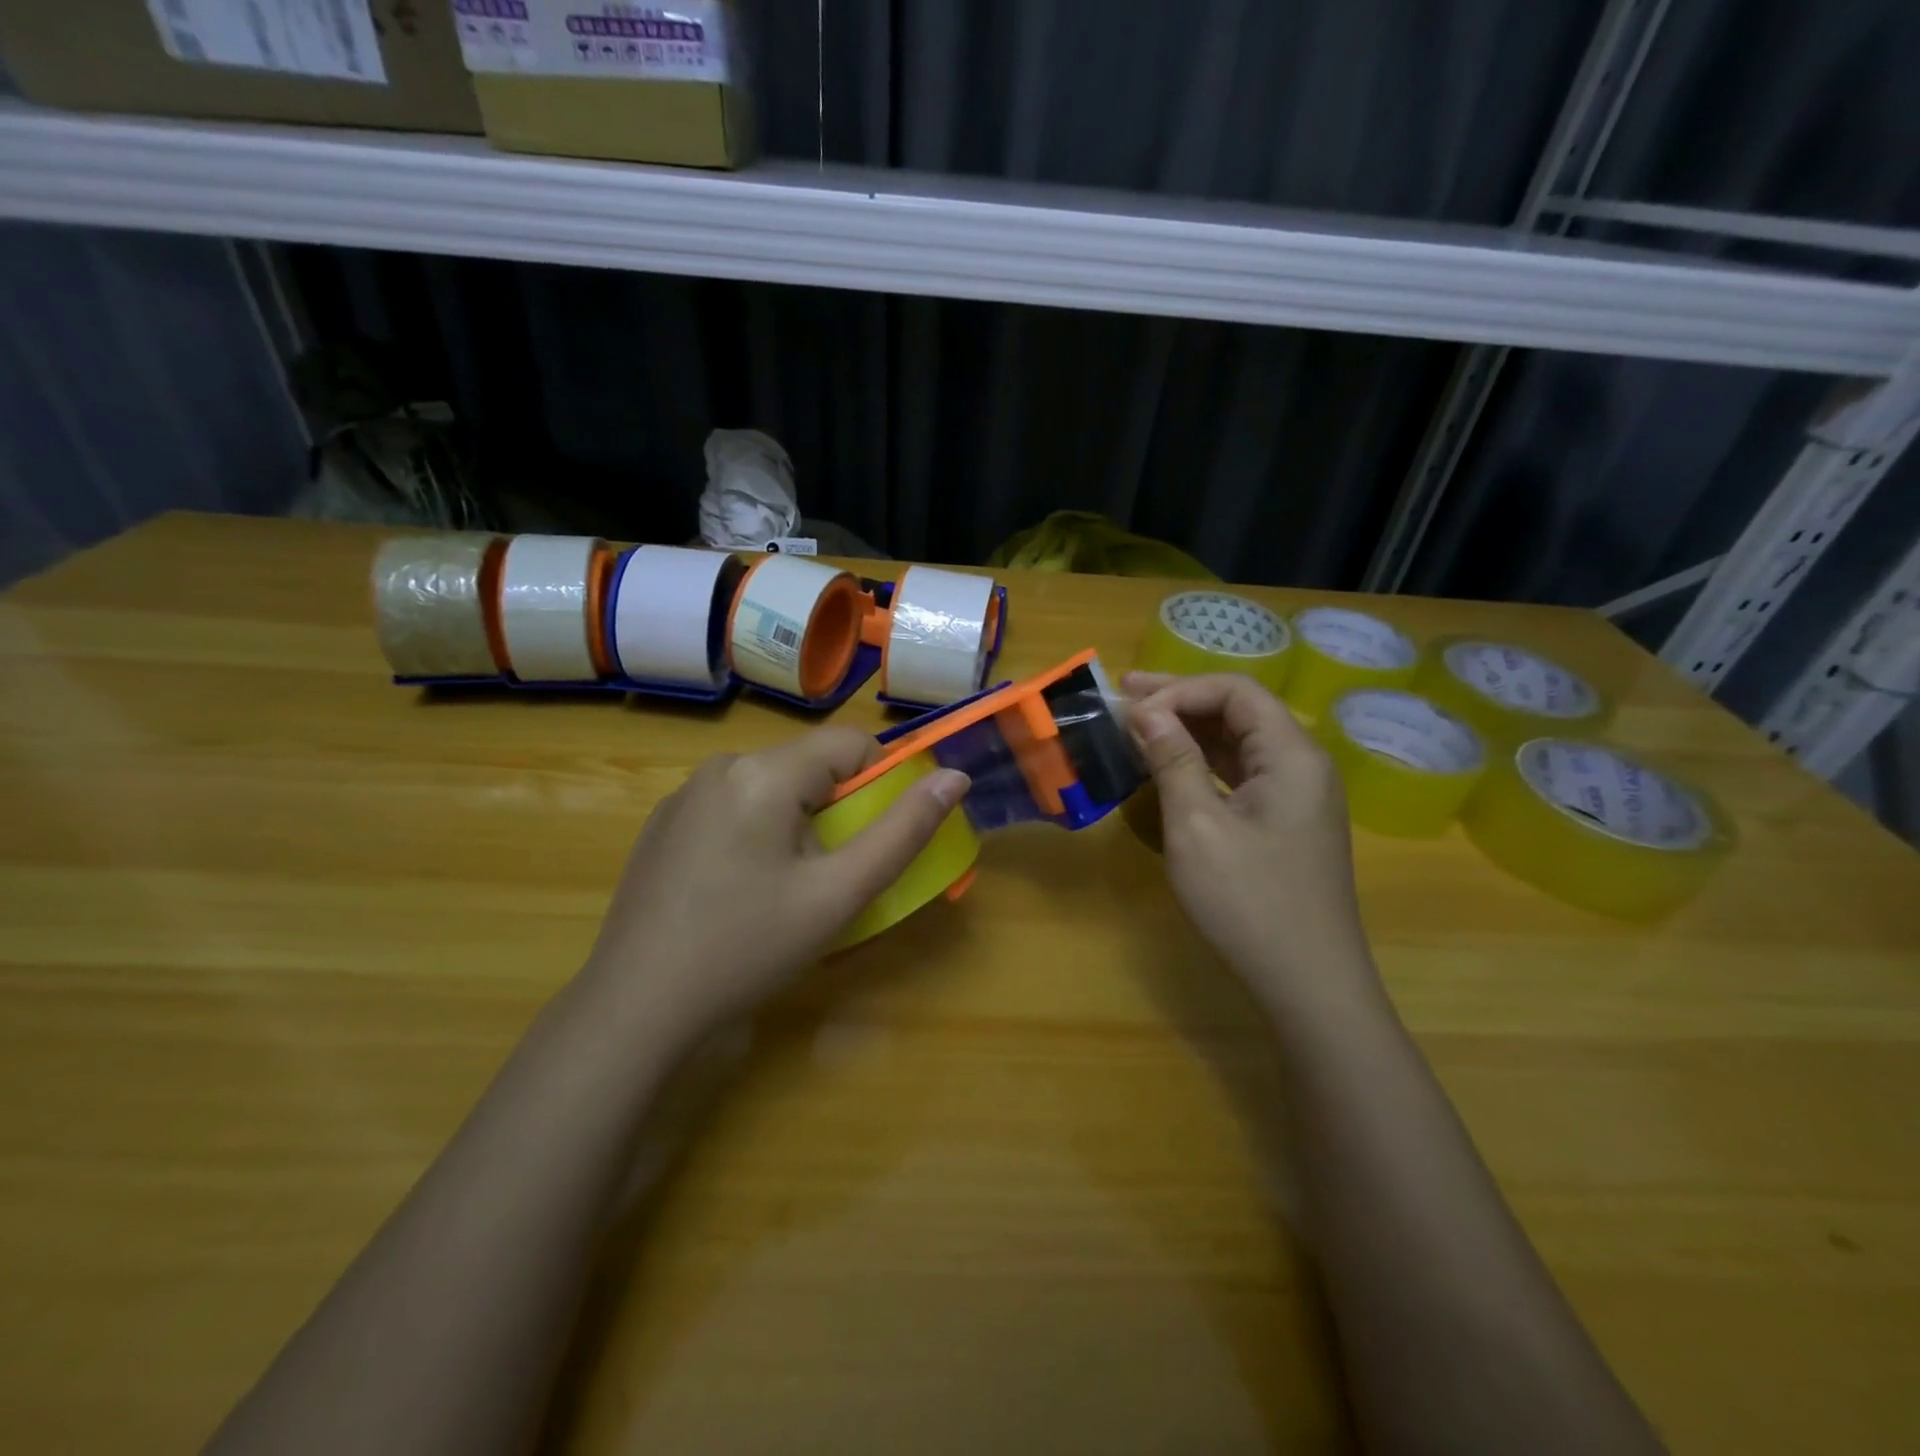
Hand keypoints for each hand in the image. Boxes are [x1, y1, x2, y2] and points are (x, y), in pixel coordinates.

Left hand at [581, 727, 968, 1041]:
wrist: (635, 1007)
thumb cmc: (747, 947)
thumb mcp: (838, 894)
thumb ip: (903, 831)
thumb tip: (954, 776)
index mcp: (763, 772)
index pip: (849, 743)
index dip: (882, 781)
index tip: (879, 837)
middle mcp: (720, 766)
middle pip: (809, 766)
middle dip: (837, 810)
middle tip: (832, 877)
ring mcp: (684, 795)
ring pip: (771, 788)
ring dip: (798, 823)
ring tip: (787, 890)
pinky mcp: (663, 824)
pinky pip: (734, 807)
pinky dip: (757, 833)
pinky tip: (739, 891)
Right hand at [1126, 672, 1378, 1011]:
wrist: (1308, 983)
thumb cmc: (1248, 902)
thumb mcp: (1198, 826)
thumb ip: (1172, 760)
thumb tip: (1145, 711)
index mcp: (1292, 755)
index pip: (1236, 691)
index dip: (1179, 690)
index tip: (1131, 711)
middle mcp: (1303, 764)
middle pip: (1240, 710)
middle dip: (1180, 699)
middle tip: (1123, 693)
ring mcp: (1297, 795)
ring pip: (1240, 742)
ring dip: (1188, 729)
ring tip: (1137, 722)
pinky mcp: (1286, 822)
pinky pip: (1242, 773)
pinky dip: (1203, 762)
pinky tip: (1170, 765)